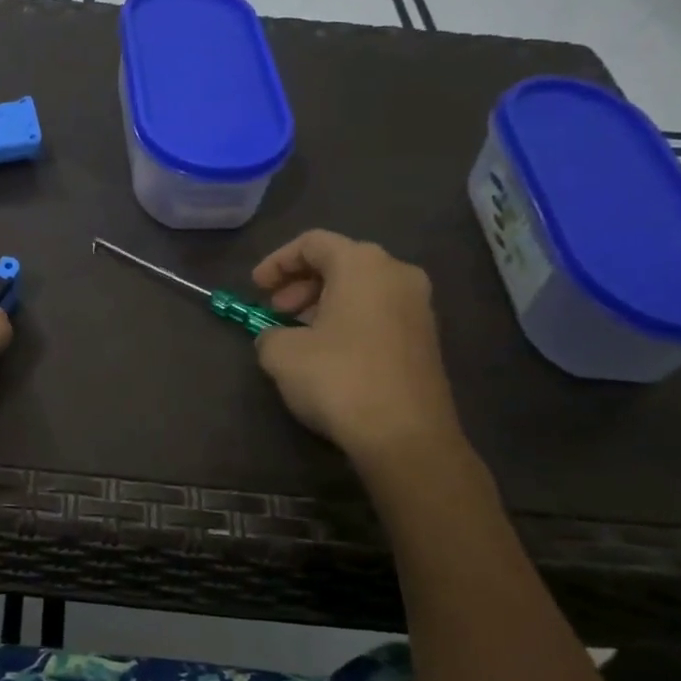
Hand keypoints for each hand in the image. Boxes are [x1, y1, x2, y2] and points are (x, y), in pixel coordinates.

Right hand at [251, 231, 465, 476]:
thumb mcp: (281, 353)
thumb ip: (269, 333)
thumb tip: (276, 337)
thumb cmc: (339, 379)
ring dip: (322, 303)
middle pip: (339, 262)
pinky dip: (347, 320)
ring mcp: (418, 307)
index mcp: (363, 263)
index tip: (255, 289)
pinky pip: (377, 312)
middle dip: (300, 284)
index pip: (312, 243)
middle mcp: (397, 274)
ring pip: (360, 289)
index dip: (277, 262)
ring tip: (295, 334)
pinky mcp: (425, 339)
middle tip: (275, 311)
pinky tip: (326, 352)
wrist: (406, 436)